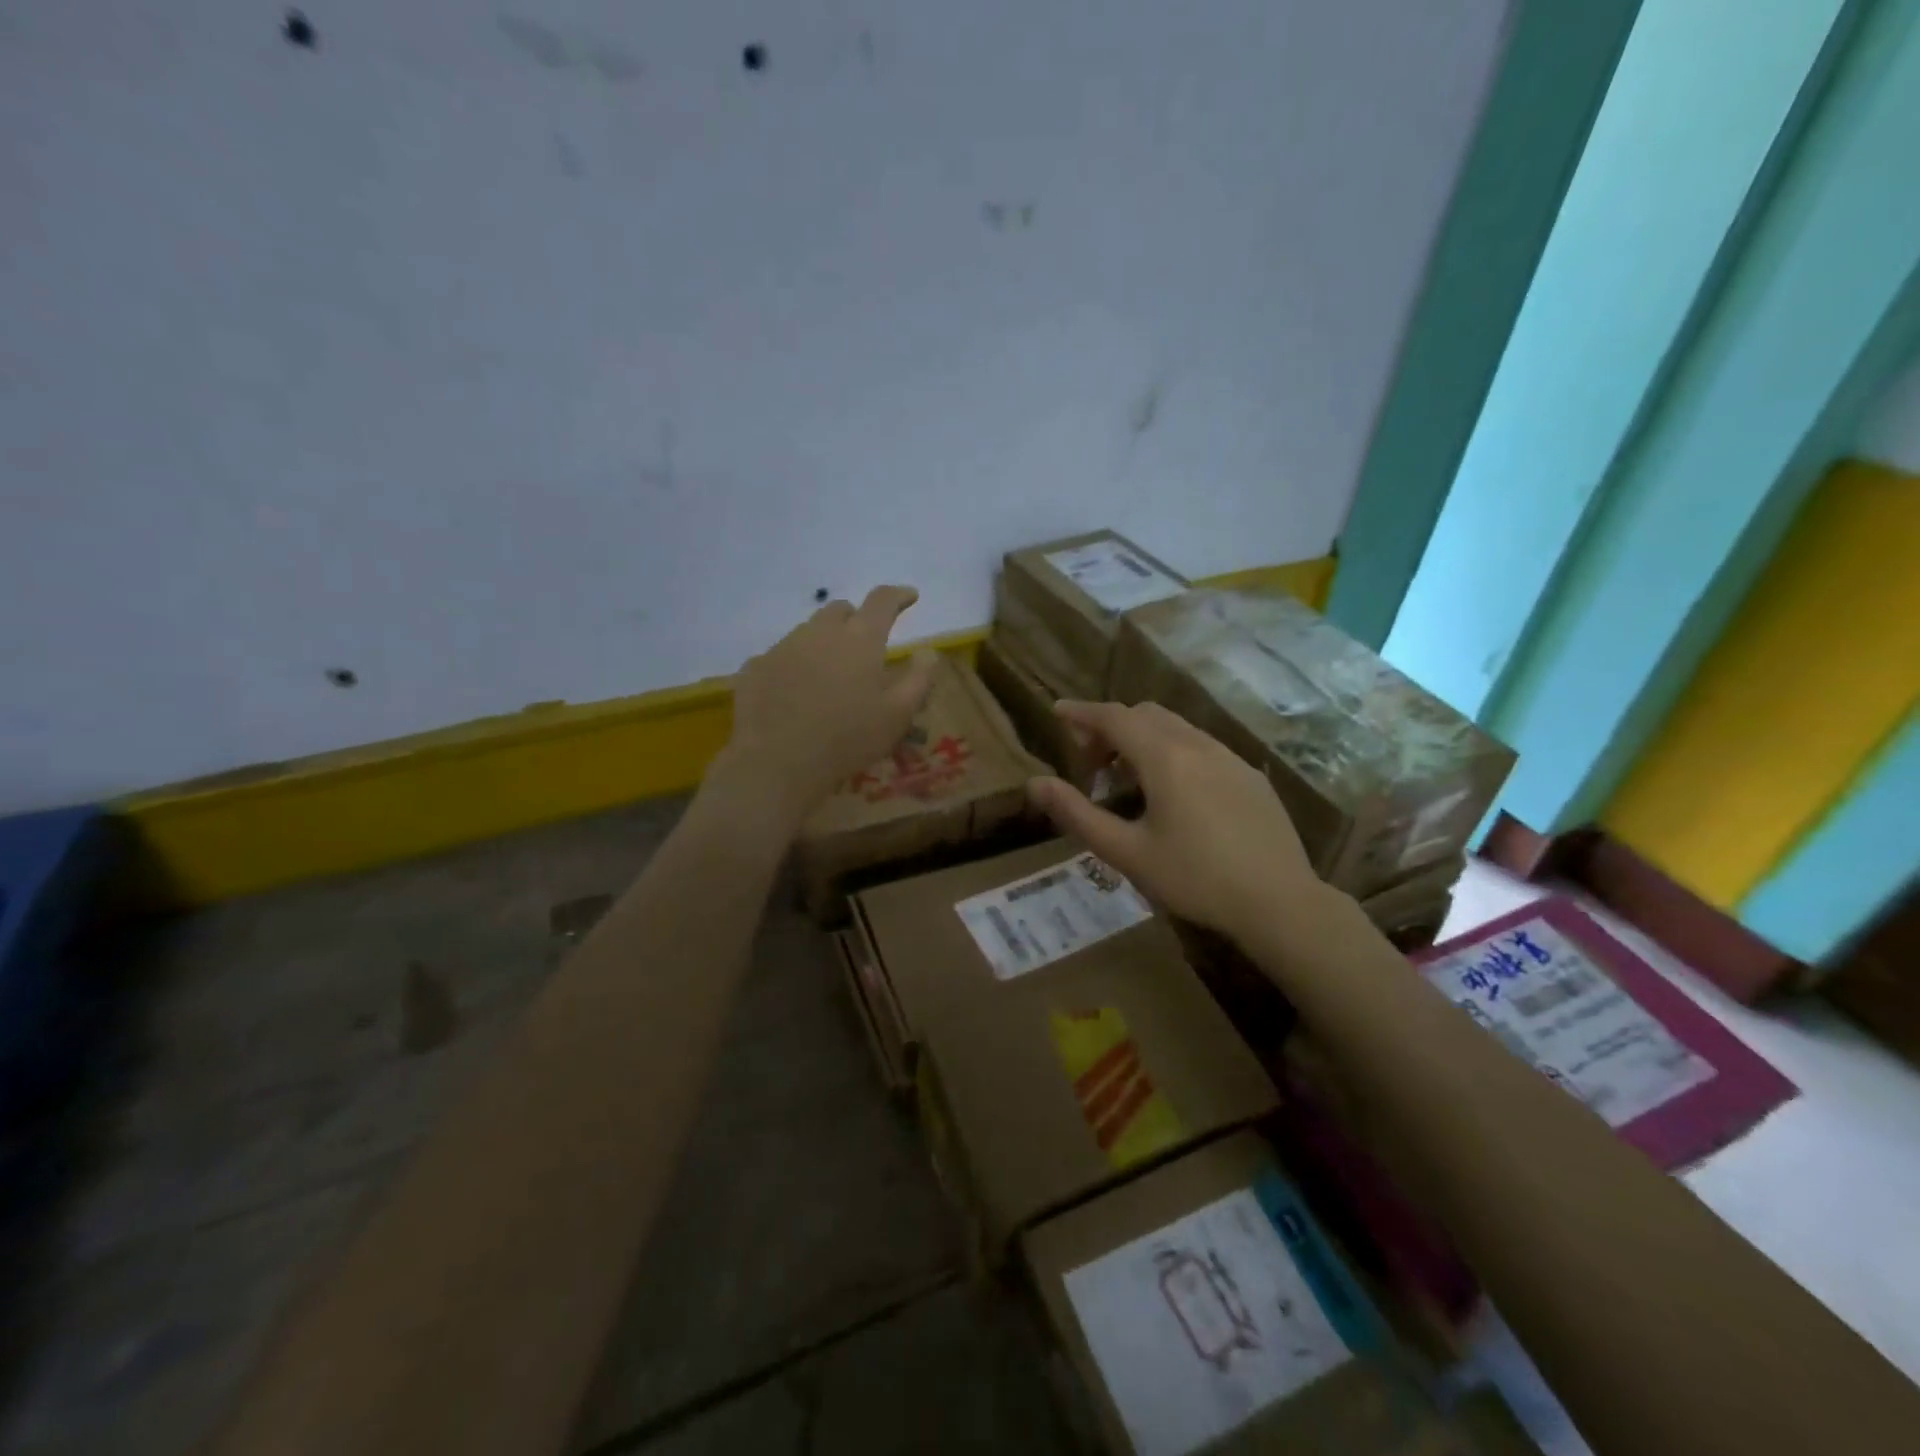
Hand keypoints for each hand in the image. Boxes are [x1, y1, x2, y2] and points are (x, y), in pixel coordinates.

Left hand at [718, 586, 938, 828]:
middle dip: (856, 619)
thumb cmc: (847, 739)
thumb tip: (928, 652)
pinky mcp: (755, 667)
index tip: (910, 597)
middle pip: (839, 610)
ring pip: (808, 632)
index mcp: (860, 639)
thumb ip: (918, 679)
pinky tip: (794, 694)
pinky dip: (794, 666)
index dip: (899, 595)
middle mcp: (819, 632)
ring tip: (829, 675)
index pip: (882, 600)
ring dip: (823, 643)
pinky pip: (780, 657)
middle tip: (864, 645)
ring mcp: (782, 647)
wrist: (776, 763)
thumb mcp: (898, 716)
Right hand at [1026, 701, 1327, 940]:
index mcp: (1164, 757)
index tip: (1057, 712)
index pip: (1114, 717)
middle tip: (1091, 765)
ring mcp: (1229, 757)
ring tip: (1128, 781)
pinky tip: (1175, 795)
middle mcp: (1197, 744)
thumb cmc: (1194, 878)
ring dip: (1143, 739)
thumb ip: (1076, 813)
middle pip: (1145, 714)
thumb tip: (1035, 783)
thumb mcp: (1125, 851)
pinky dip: (1173, 752)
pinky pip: (1201, 747)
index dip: (1082, 712)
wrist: (1279, 902)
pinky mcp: (1249, 776)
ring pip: (1176, 728)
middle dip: (1111, 727)